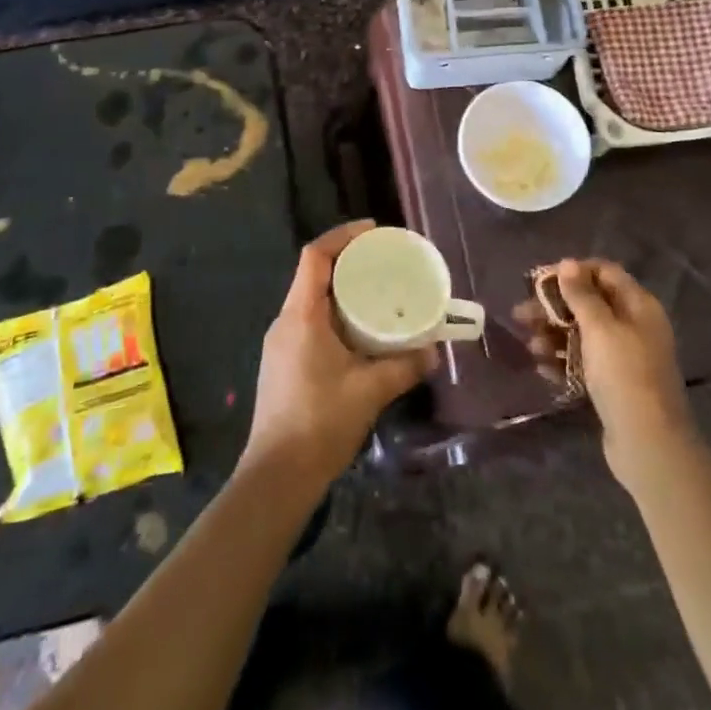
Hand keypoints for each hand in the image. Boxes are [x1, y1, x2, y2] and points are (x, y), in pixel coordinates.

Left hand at [241, 221, 434, 490]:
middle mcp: (286, 322)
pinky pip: (310, 323)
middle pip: (313, 275)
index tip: (373, 232)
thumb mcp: (369, 391)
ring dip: (341, 291)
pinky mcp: (282, 364)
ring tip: (377, 293)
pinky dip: (335, 315)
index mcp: (301, 316)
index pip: (315, 257)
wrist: (276, 478)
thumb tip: (433, 351)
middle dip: (347, 262)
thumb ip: (404, 366)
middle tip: (383, 262)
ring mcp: (280, 344)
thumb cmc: (320, 423)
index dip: (342, 236)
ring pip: (312, 301)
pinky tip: (359, 332)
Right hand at [515, 258, 696, 492]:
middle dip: (555, 307)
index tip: (541, 280)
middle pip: (590, 304)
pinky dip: (564, 361)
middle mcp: (634, 326)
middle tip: (521, 314)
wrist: (648, 445)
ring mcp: (625, 358)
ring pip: (584, 334)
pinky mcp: (614, 385)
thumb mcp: (600, 328)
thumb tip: (568, 263)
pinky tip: (543, 368)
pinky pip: (585, 362)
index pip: (604, 272)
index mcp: (639, 305)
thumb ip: (581, 295)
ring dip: (554, 336)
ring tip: (531, 345)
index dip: (573, 272)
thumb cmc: (624, 375)